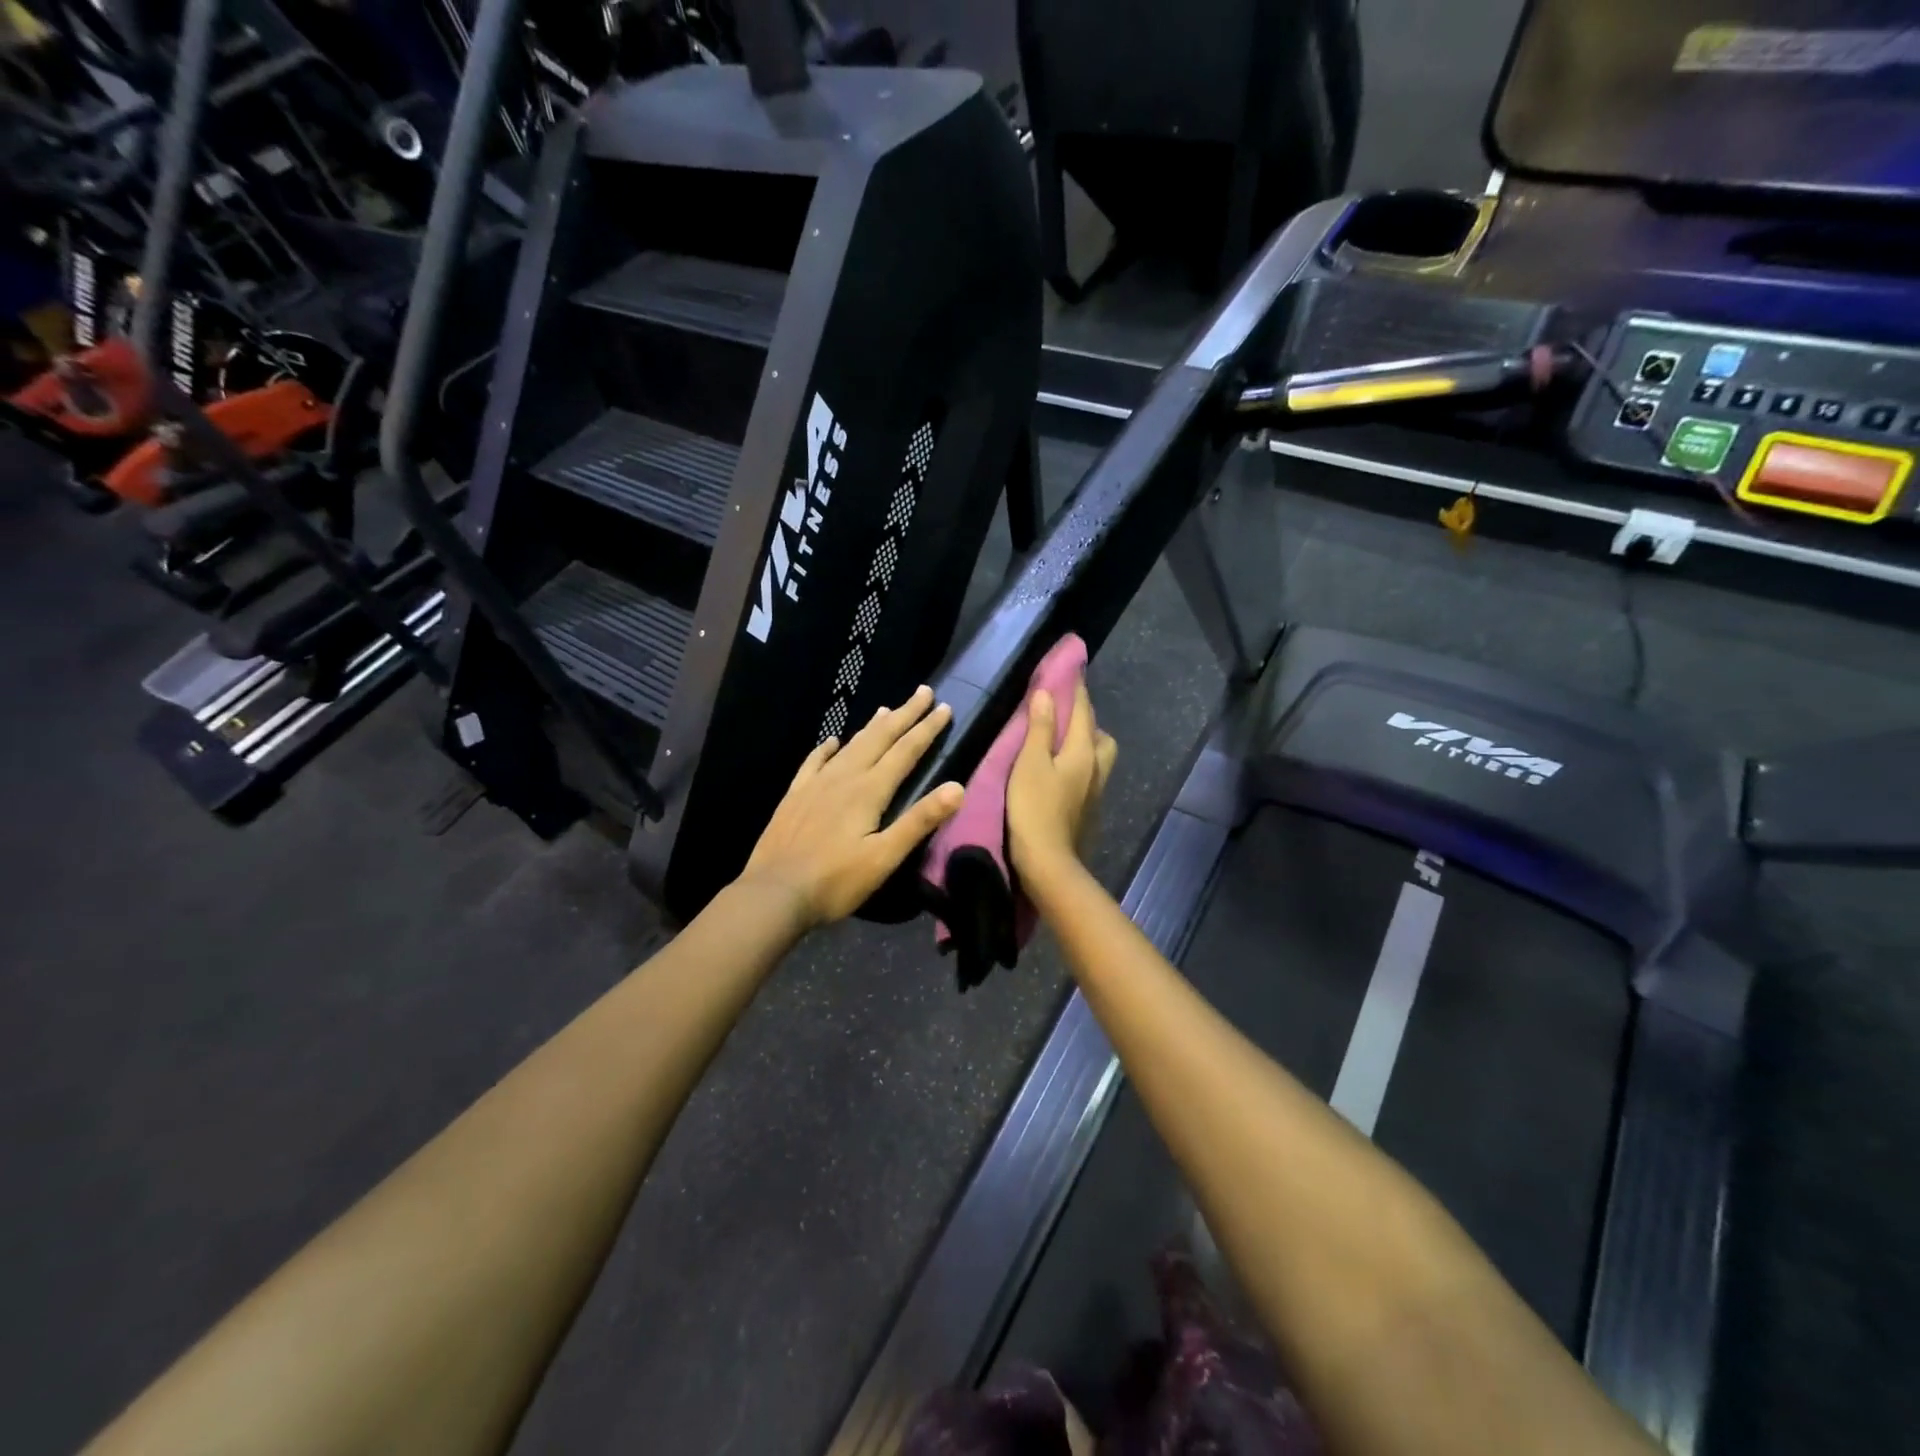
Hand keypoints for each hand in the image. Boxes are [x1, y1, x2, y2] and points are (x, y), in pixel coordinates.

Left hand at [740, 686, 964, 928]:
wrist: (774, 893)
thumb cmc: (835, 880)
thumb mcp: (884, 857)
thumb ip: (919, 821)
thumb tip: (957, 787)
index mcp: (869, 791)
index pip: (905, 751)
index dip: (926, 728)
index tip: (944, 707)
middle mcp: (844, 778)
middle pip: (879, 738)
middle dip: (904, 714)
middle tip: (922, 692)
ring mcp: (815, 785)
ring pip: (850, 746)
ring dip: (872, 727)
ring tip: (886, 709)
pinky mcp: (795, 796)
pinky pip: (814, 762)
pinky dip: (827, 748)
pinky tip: (832, 742)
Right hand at [1007, 680, 1116, 888]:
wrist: (1049, 861)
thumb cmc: (1034, 808)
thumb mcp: (1029, 764)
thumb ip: (1038, 729)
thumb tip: (1046, 694)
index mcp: (1082, 752)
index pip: (1082, 711)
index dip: (1076, 689)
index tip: (1072, 670)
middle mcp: (1096, 767)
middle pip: (1099, 734)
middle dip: (1086, 718)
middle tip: (1066, 713)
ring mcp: (1095, 790)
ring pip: (1099, 755)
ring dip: (1087, 742)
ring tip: (1064, 742)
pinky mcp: (1089, 809)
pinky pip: (1091, 774)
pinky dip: (1081, 763)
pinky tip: (1064, 771)